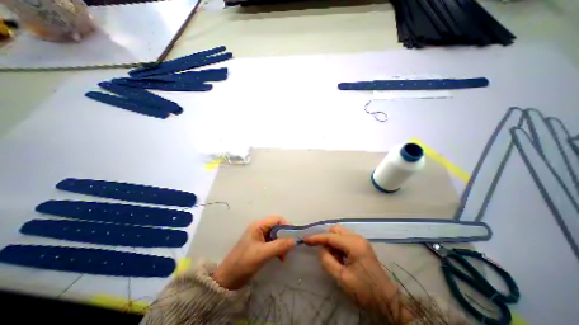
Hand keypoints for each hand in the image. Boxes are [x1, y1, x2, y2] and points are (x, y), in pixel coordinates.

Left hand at [212, 216, 295, 289]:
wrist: (228, 279)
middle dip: (285, 237)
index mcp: (258, 225)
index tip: (293, 237)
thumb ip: (279, 246)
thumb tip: (294, 240)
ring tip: (283, 256)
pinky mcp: (260, 244)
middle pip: (278, 227)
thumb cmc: (244, 263)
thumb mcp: (263, 254)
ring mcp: (260, 236)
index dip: (286, 226)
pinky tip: (279, 257)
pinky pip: (273, 242)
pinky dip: (278, 248)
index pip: (277, 219)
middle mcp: (260, 227)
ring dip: (282, 244)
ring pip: (276, 235)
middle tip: (288, 250)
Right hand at [303, 226, 405, 317]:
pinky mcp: (361, 246)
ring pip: (340, 234)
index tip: (305, 239)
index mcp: (353, 244)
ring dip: (333, 243)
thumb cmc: (365, 291)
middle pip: (336, 230)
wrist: (388, 301)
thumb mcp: (342, 278)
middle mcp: (357, 238)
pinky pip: (345, 240)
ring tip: (336, 259)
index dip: (316, 238)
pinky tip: (342, 259)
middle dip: (327, 239)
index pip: (330, 237)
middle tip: (326, 254)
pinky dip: (339, 246)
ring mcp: (360, 241)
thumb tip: (321, 249)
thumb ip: (327, 261)